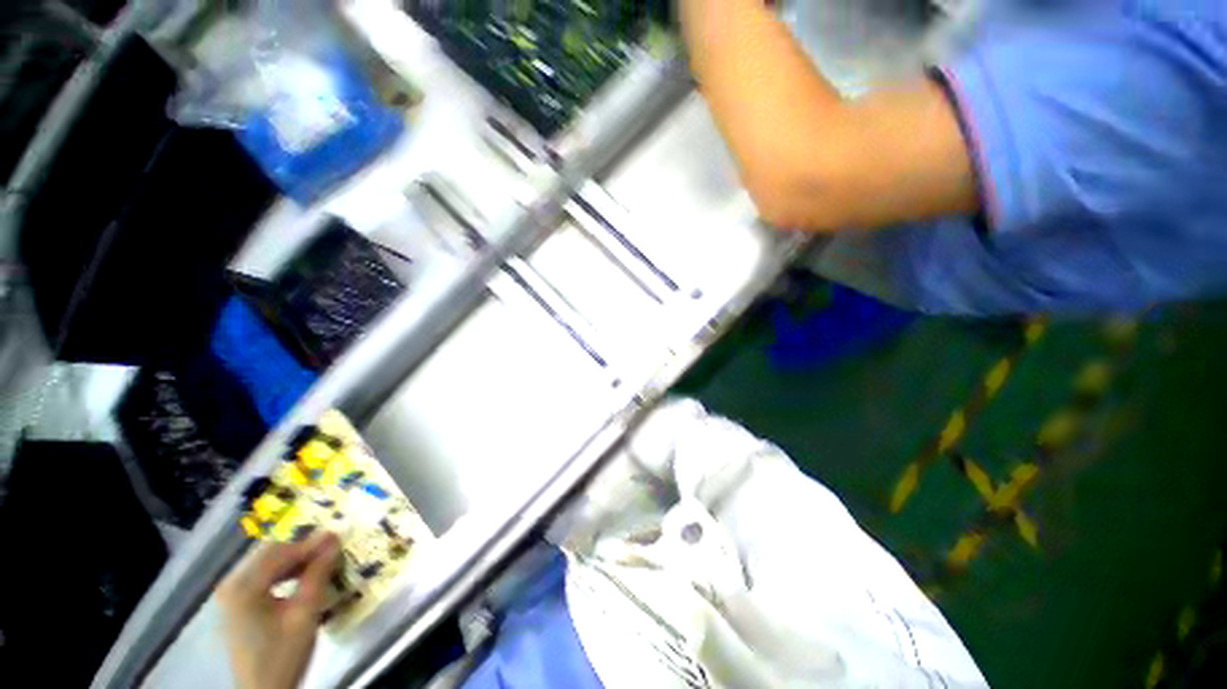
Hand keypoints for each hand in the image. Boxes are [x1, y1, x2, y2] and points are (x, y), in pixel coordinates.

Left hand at [217, 531, 340, 688]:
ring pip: (266, 562)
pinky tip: (301, 578)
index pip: (280, 552)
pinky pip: (262, 575)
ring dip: (294, 559)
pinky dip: (284, 571)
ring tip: (321, 562)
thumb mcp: (306, 613)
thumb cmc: (284, 654)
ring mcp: (231, 594)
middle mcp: (231, 584)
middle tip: (332, 548)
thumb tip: (334, 538)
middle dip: (302, 548)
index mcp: (243, 587)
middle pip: (269, 553)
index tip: (339, 535)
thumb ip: (318, 573)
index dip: (311, 542)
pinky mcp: (236, 603)